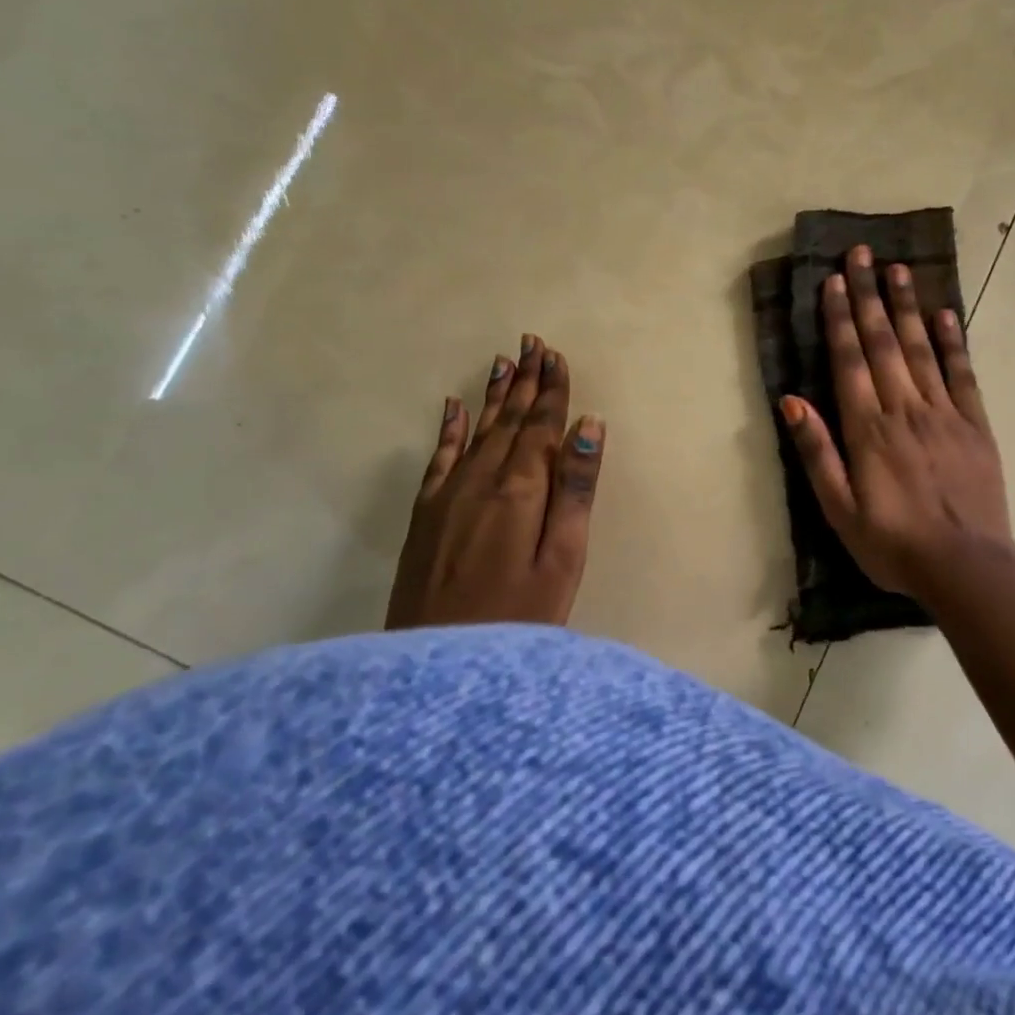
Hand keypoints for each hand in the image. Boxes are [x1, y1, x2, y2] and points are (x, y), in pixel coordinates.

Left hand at [386, 335, 605, 629]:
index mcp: (521, 490)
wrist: (436, 671)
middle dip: (525, 381)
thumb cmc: (518, 619)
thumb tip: (590, 426)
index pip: (541, 426)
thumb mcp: (563, 561)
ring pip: (477, 430)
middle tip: (533, 343)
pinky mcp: (425, 516)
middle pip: (509, 420)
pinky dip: (449, 429)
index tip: (557, 356)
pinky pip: (439, 458)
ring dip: (493, 395)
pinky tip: (453, 407)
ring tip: (504, 361)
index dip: (552, 391)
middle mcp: (482, 480)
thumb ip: (576, 491)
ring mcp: (448, 496)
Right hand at [779, 246, 1014, 603]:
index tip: (834, 281)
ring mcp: (944, 413)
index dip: (839, 318)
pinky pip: (962, 374)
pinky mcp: (975, 424)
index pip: (849, 361)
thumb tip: (790, 401)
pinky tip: (945, 314)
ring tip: (899, 269)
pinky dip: (953, 341)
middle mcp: (904, 409)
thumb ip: (817, 453)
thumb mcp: (839, 511)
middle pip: (883, 342)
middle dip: (869, 295)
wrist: (967, 568)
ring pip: (922, 348)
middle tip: (862, 254)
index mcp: (868, 429)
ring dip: (907, 307)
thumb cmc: (893, 544)